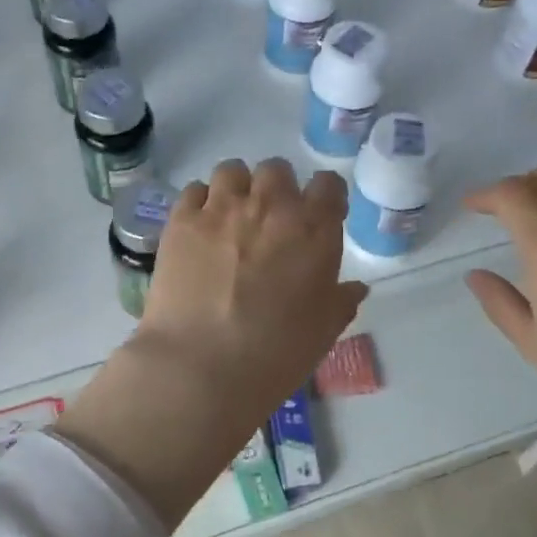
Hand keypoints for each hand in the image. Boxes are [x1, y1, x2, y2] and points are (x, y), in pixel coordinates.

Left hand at [57, 159, 366, 527]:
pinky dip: (201, 203)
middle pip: (277, 170)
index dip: (325, 198)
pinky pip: (194, 190)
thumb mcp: (323, 332)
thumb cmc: (275, 353)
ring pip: (233, 171)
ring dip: (237, 188)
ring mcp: (222, 208)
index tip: (319, 217)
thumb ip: (341, 301)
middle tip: (270, 222)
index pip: (329, 185)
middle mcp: (271, 206)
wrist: (202, 365)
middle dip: (277, 189)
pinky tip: (200, 230)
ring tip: (231, 219)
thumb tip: (355, 288)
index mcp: (314, 229)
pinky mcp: (181, 220)